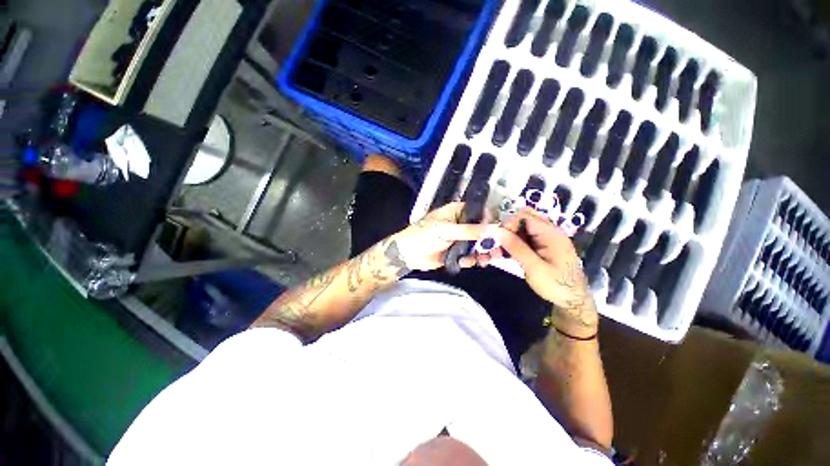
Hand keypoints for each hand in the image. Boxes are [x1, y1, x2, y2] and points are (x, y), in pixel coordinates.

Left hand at [394, 202, 489, 271]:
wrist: (408, 254)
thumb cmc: (424, 235)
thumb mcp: (447, 230)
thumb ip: (470, 231)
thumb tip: (493, 230)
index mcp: (457, 212)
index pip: (480, 213)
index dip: (491, 221)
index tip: (501, 232)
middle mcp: (460, 224)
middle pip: (481, 231)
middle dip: (490, 241)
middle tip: (497, 251)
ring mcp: (459, 239)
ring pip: (477, 245)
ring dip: (483, 252)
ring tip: (485, 260)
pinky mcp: (456, 252)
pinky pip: (469, 255)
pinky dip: (471, 260)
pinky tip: (467, 263)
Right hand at [497, 208, 597, 337]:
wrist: (573, 301)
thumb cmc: (557, 285)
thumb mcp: (534, 267)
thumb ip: (516, 247)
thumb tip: (497, 230)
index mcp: (551, 233)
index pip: (525, 215)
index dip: (508, 223)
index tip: (498, 238)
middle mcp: (547, 232)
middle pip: (521, 220)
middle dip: (505, 230)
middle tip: (495, 245)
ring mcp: (543, 239)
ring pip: (519, 230)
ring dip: (506, 239)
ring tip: (495, 254)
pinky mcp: (539, 247)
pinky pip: (522, 240)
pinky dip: (510, 246)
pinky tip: (501, 255)